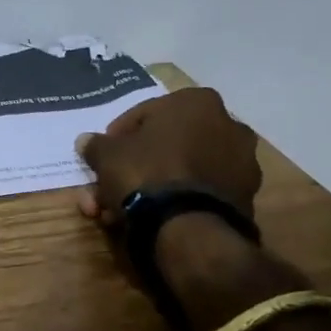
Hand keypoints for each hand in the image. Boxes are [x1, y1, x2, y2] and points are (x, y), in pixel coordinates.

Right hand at [75, 87, 261, 227]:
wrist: (189, 228)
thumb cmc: (147, 173)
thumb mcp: (108, 155)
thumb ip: (96, 145)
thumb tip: (86, 141)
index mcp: (197, 102)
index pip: (146, 113)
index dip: (118, 136)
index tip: (103, 156)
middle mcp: (227, 125)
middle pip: (165, 146)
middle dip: (131, 169)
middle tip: (105, 189)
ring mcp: (240, 164)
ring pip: (180, 172)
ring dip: (148, 190)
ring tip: (116, 214)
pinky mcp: (244, 197)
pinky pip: (198, 192)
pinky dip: (173, 202)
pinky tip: (145, 220)